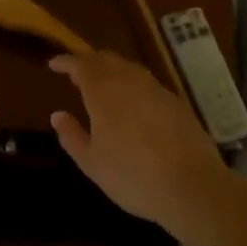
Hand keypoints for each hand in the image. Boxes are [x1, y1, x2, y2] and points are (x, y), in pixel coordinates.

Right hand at [49, 51, 229, 229]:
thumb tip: (57, 115)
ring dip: (111, 69)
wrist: (193, 186)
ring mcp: (156, 89)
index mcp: (104, 92)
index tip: (54, 64)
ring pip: (128, 67)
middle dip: (88, 61)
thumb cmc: (133, 177)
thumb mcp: (92, 163)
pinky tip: (131, 100)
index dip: (66, 61)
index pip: (81, 64)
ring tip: (101, 83)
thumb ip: (71, 136)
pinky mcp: (176, 101)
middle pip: (106, 59)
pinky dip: (131, 82)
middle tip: (76, 72)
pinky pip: (146, 81)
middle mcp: (129, 81)